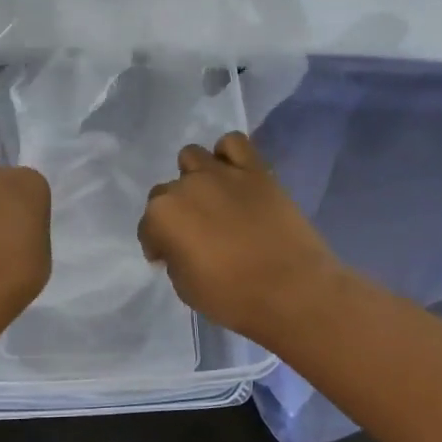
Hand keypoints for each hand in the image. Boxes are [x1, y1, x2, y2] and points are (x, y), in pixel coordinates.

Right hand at [137, 132, 346, 347]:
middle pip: (166, 192)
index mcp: (163, 216)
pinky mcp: (255, 170)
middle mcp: (186, 186)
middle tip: (193, 234)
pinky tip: (233, 175)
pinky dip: (228, 155)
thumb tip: (179, 246)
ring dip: (194, 177)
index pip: (147, 227)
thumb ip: (174, 258)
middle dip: (174, 213)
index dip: (156, 245)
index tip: (167, 258)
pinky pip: (234, 143)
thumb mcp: (186, 288)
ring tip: (210, 199)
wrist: (293, 291)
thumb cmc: (234, 298)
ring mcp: (221, 173)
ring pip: (192, 157)